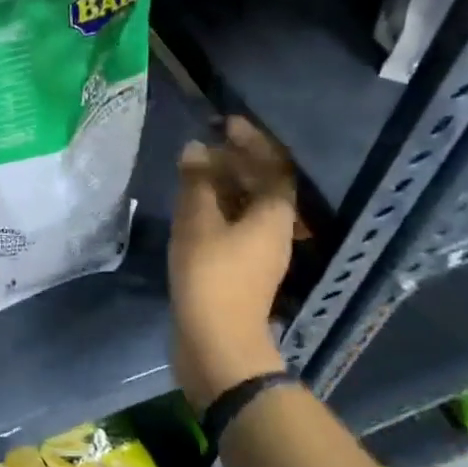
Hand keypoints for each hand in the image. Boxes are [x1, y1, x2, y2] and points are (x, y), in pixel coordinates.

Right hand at [169, 117, 297, 405]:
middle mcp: (274, 231)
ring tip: (194, 172)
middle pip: (262, 187)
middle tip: (205, 146)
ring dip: (225, 187)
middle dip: (236, 162)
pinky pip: (234, 227)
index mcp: (273, 215)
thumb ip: (198, 183)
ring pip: (247, 208)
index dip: (252, 142)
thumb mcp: (199, 223)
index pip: (272, 166)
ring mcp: (259, 254)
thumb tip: (196, 149)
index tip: (227, 123)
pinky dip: (217, 211)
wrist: (216, 343)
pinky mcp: (241, 271)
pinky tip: (192, 209)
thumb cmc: (211, 277)